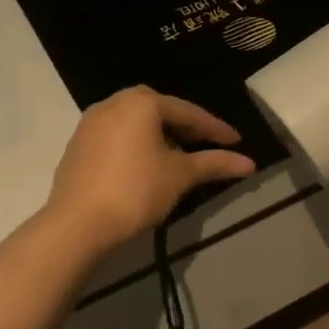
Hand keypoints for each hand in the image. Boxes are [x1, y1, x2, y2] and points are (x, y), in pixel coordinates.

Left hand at [45, 87, 256, 251]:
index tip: (236, 142)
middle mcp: (113, 103)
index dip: (215, 129)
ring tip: (178, 157)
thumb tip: (250, 163)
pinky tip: (146, 166)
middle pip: (159, 110)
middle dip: (185, 127)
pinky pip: (117, 136)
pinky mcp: (78, 145)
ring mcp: (91, 124)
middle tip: (205, 144)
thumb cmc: (136, 191)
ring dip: (159, 134)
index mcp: (141, 103)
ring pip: (136, 122)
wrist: (78, 224)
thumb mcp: (181, 176)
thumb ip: (215, 164)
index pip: (188, 112)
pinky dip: (137, 144)